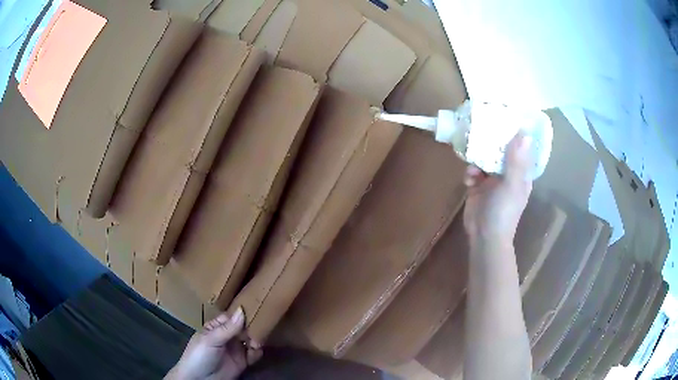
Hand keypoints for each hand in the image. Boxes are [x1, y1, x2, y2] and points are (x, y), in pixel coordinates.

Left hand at [166, 307, 261, 379]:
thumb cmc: (199, 355)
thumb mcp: (210, 340)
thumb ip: (227, 328)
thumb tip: (241, 310)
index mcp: (216, 327)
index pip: (231, 316)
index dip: (241, 313)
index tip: (255, 306)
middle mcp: (227, 336)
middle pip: (243, 327)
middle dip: (252, 326)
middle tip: (260, 326)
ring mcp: (236, 349)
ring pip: (250, 339)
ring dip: (256, 338)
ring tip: (257, 341)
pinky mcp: (243, 362)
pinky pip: (254, 354)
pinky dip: (258, 351)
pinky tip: (256, 350)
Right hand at [463, 133, 532, 244]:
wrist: (484, 235)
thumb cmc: (504, 212)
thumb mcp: (512, 185)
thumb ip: (516, 160)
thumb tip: (524, 133)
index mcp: (520, 172)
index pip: (520, 148)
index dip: (515, 133)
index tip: (506, 118)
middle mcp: (507, 173)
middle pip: (500, 150)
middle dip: (492, 142)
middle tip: (482, 129)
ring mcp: (492, 179)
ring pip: (484, 158)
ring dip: (478, 158)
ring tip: (474, 164)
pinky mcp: (477, 185)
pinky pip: (472, 170)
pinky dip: (469, 172)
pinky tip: (469, 180)